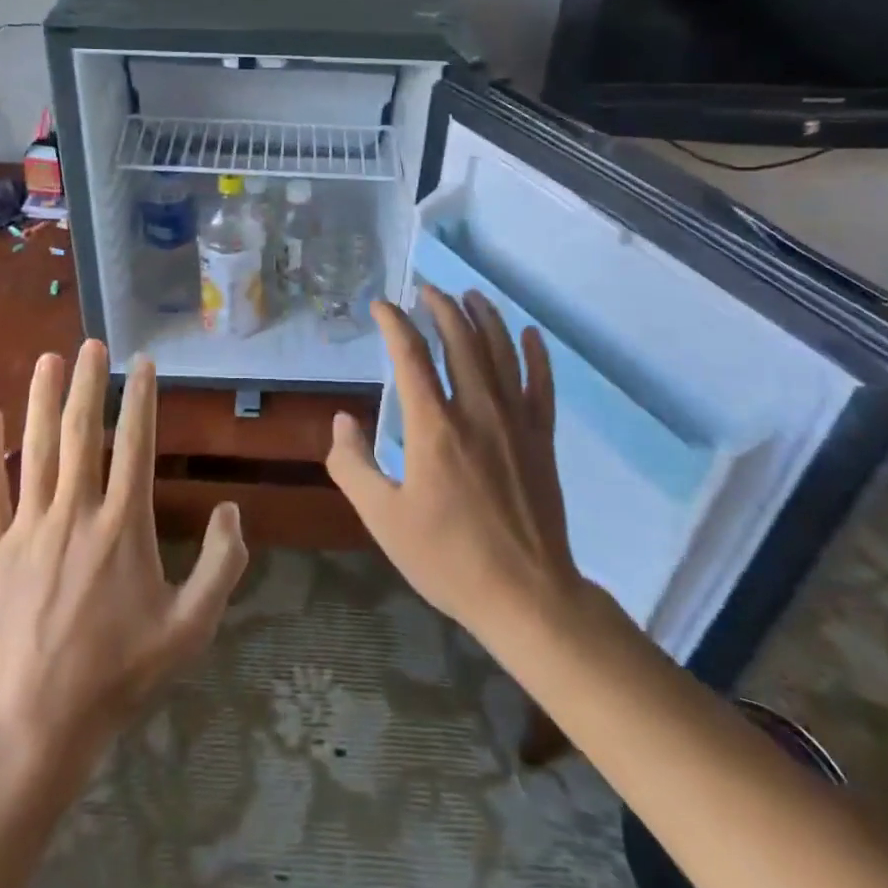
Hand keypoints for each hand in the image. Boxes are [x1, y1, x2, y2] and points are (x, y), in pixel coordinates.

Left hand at [0, 341, 249, 771]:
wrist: (37, 724)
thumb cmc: (119, 673)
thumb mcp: (191, 628)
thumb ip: (222, 566)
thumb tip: (231, 509)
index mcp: (123, 526)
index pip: (135, 445)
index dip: (140, 399)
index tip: (142, 363)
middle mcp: (76, 512)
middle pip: (81, 433)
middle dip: (87, 383)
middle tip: (92, 343)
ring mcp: (28, 527)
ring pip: (36, 449)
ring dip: (41, 399)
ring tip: (48, 359)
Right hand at [327, 286, 581, 641]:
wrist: (526, 597)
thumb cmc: (448, 559)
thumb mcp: (383, 519)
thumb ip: (353, 466)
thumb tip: (344, 419)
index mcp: (434, 427)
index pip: (411, 356)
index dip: (394, 324)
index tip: (381, 306)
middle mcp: (477, 411)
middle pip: (461, 341)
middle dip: (442, 308)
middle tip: (427, 290)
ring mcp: (516, 422)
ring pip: (501, 353)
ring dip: (485, 318)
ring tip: (471, 296)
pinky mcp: (542, 439)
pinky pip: (541, 384)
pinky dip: (536, 355)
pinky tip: (529, 333)